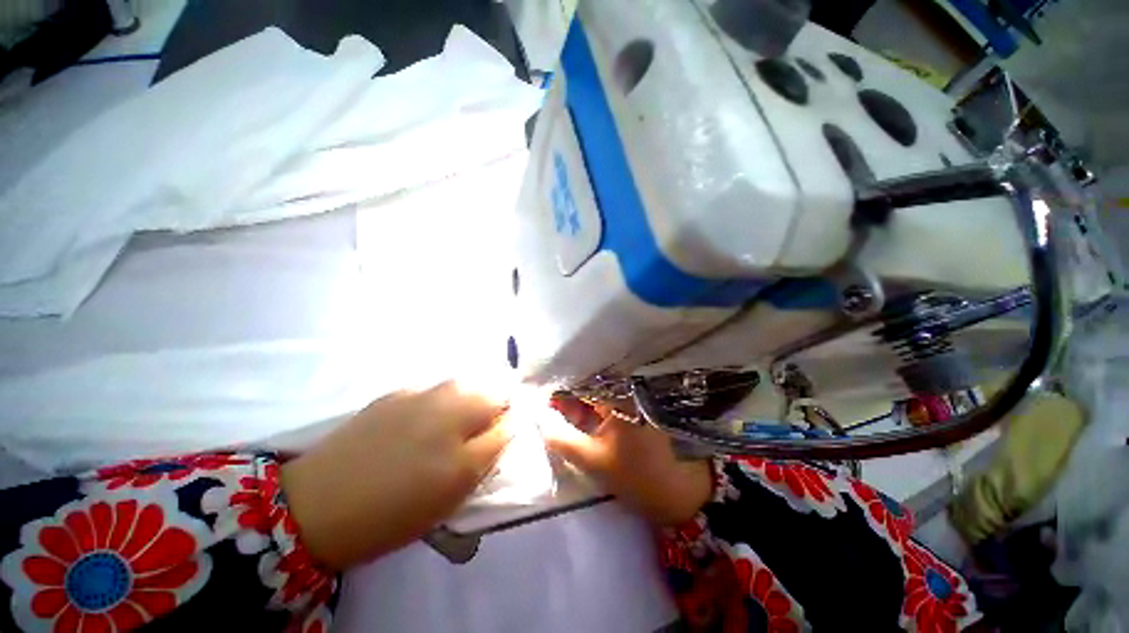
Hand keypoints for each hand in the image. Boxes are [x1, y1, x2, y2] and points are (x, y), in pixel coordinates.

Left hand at [280, 382, 509, 569]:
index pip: (509, 417)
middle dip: (499, 402)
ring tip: (461, 416)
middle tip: (486, 425)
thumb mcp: (451, 493)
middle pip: (492, 390)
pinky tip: (428, 415)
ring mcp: (420, 396)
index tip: (509, 430)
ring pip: (466, 384)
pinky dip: (445, 395)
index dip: (514, 420)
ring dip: (473, 395)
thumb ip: (486, 454)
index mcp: (463, 443)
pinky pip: (436, 386)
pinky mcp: (396, 393)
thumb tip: (507, 427)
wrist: (316, 506)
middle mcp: (448, 410)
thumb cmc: (392, 512)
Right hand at [542, 398, 712, 525]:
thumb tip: (538, 417)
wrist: (685, 496)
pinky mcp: (637, 415)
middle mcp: (627, 392)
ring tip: (556, 415)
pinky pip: (609, 409)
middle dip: (567, 399)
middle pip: (590, 388)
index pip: (581, 383)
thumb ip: (561, 437)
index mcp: (619, 395)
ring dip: (578, 407)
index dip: (559, 391)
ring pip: (598, 399)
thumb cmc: (639, 476)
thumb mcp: (593, 459)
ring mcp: (634, 402)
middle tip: (546, 410)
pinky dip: (592, 414)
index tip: (541, 400)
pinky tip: (577, 421)